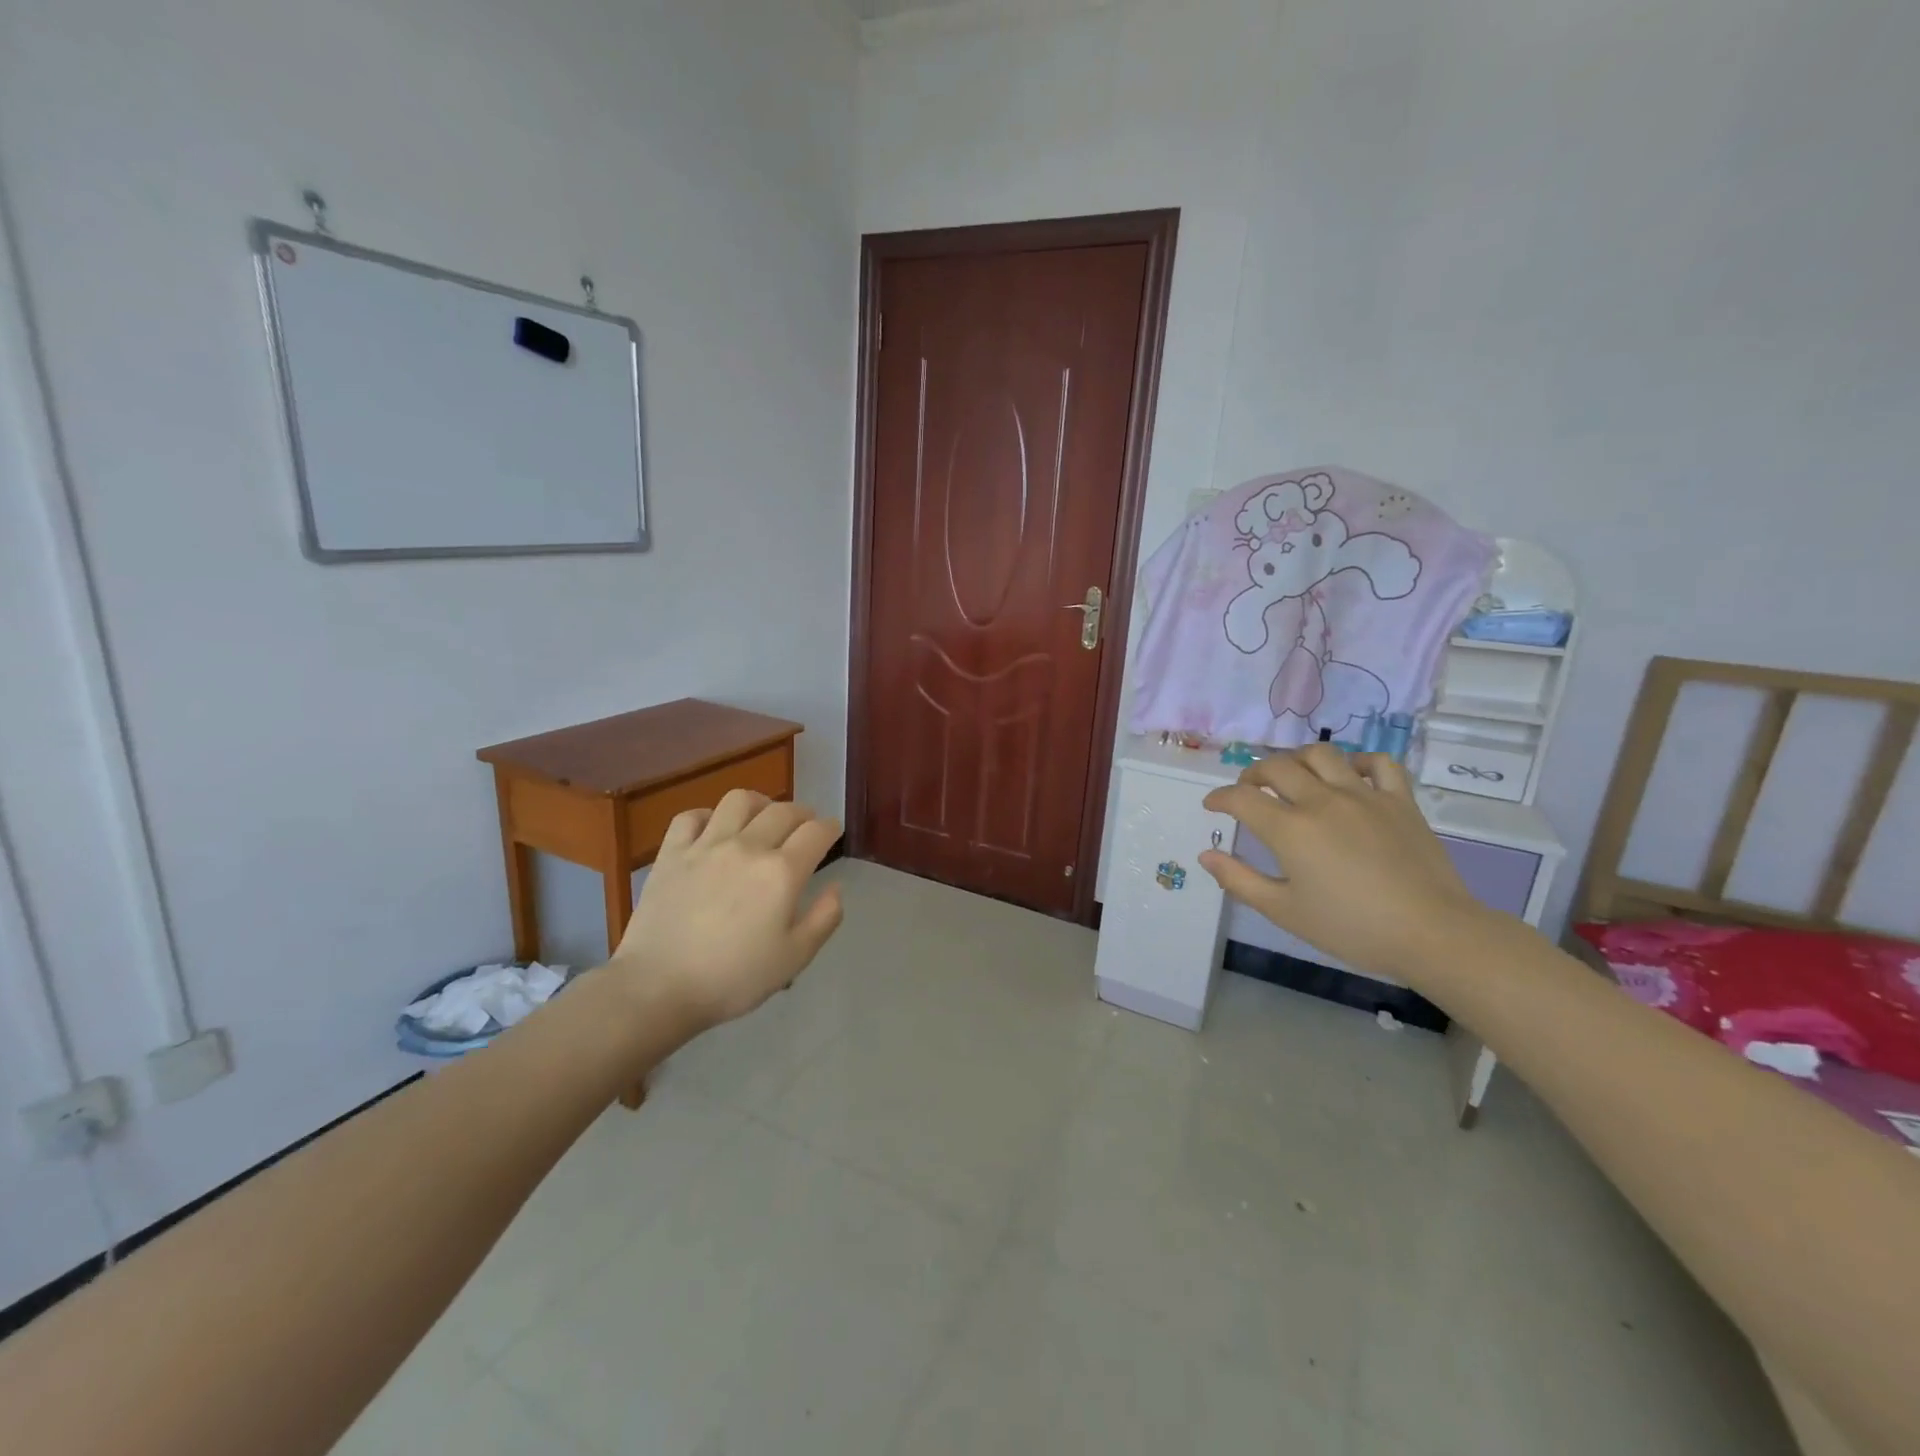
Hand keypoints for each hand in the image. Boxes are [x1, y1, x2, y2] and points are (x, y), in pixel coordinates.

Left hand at [610, 789, 844, 1029]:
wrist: (658, 987)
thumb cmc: (733, 978)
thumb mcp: (794, 958)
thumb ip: (824, 918)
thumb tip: (834, 887)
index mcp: (782, 872)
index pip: (817, 832)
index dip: (830, 828)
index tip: (832, 832)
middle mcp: (748, 847)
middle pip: (784, 810)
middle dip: (803, 814)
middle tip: (805, 826)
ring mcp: (706, 845)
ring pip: (740, 801)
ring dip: (760, 803)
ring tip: (762, 818)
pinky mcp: (671, 852)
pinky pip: (692, 816)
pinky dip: (709, 816)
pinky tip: (714, 830)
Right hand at [1199, 746, 1490, 982]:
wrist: (1431, 933)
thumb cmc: (1351, 928)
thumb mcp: (1284, 912)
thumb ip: (1240, 880)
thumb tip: (1206, 856)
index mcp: (1290, 829)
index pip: (1241, 798)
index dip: (1220, 798)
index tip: (1213, 805)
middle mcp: (1322, 801)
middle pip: (1277, 767)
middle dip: (1253, 773)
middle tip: (1249, 790)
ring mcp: (1363, 795)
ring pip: (1322, 754)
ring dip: (1298, 760)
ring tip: (1293, 776)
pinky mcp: (1399, 800)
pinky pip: (1378, 763)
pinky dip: (1358, 762)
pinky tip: (1349, 775)